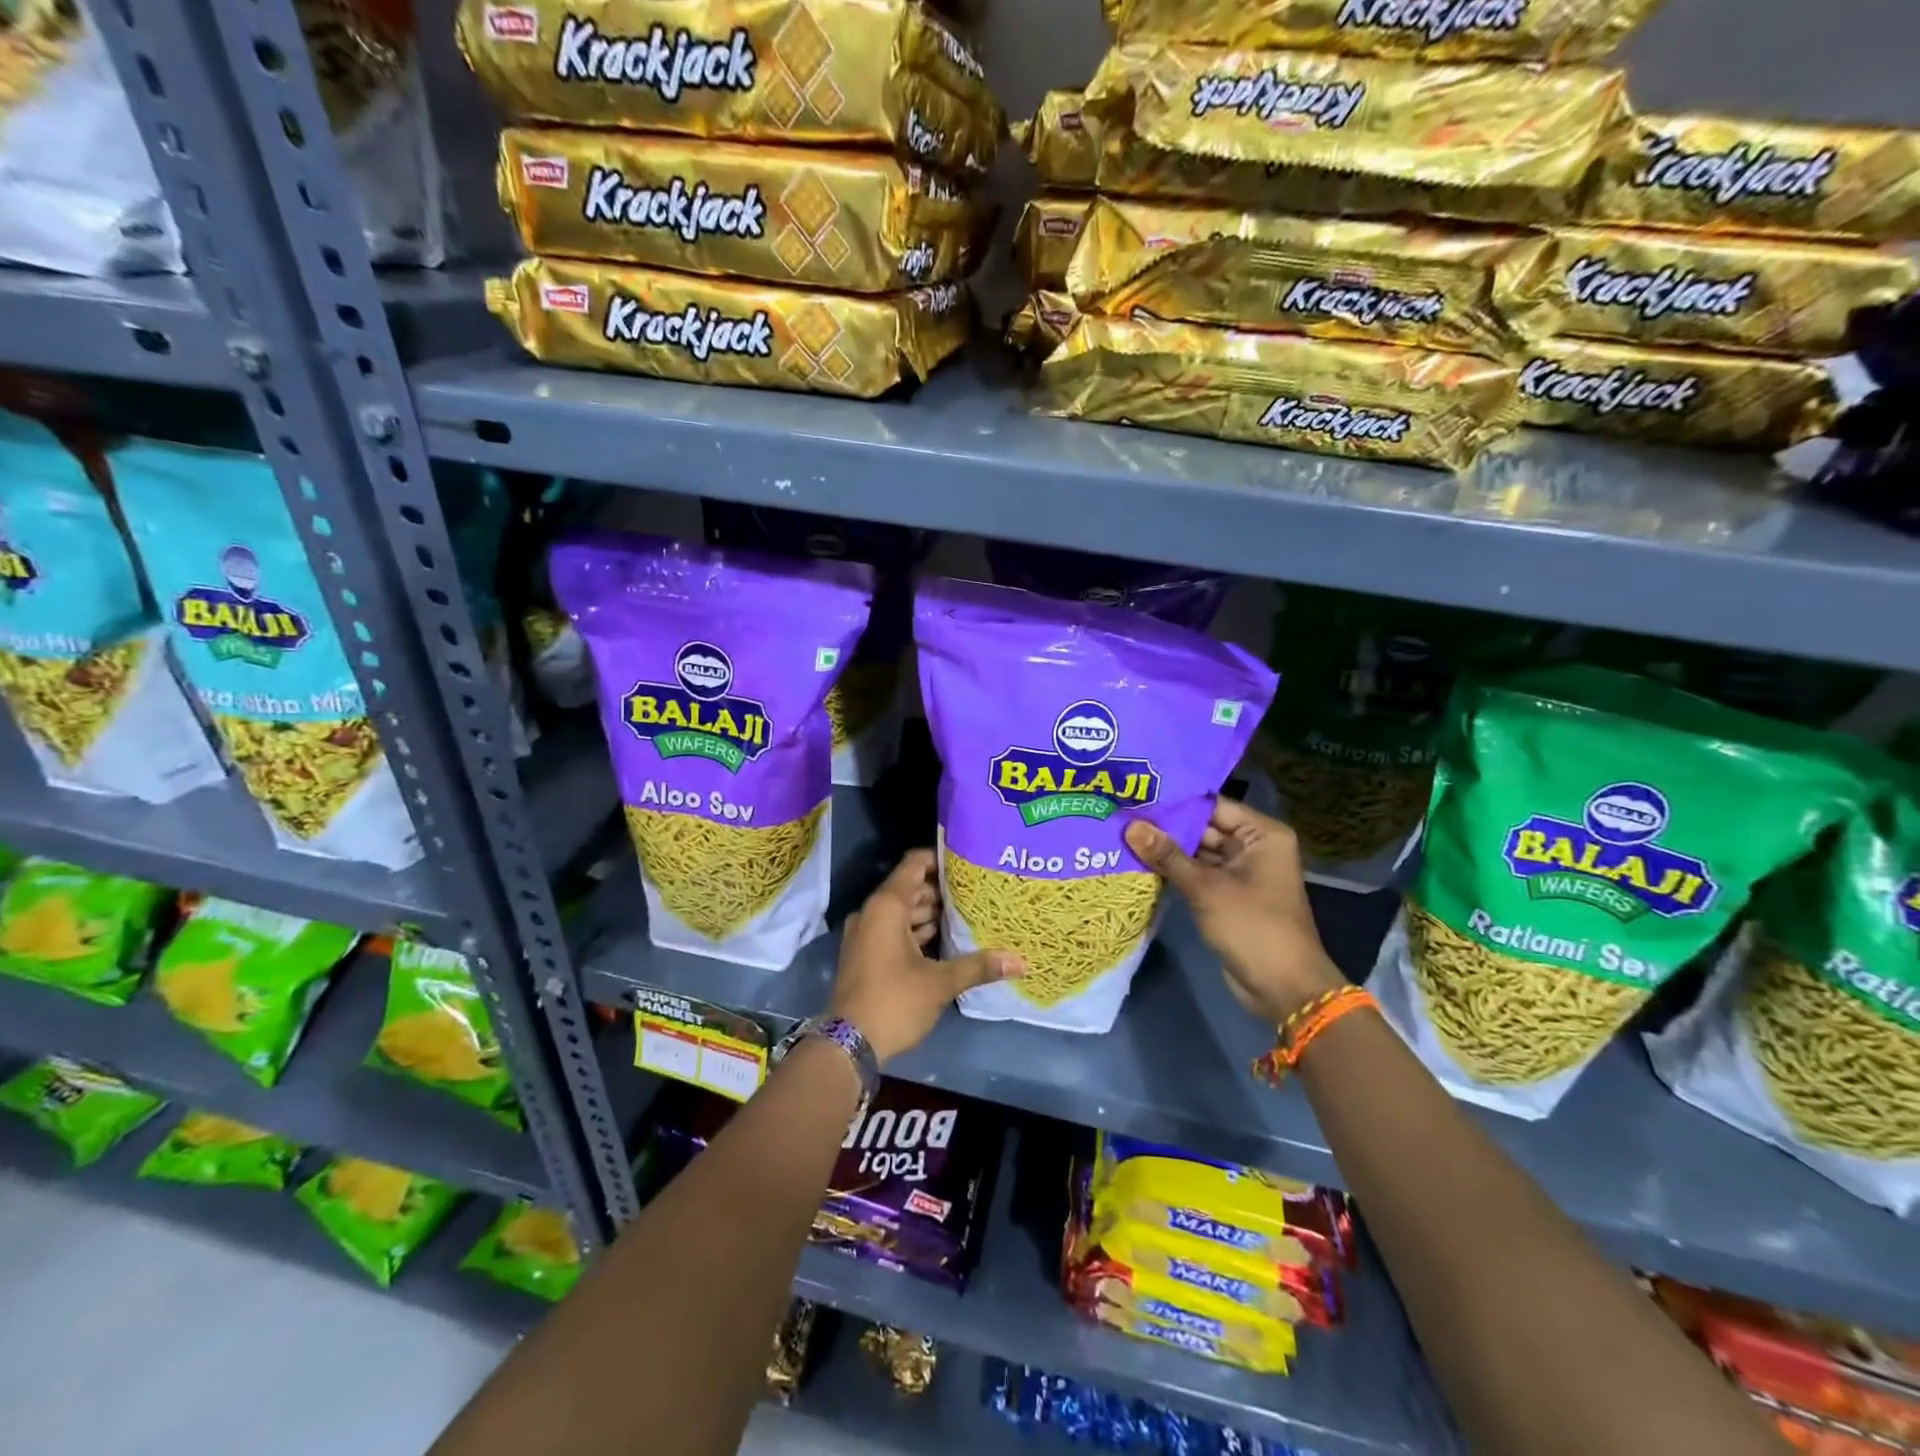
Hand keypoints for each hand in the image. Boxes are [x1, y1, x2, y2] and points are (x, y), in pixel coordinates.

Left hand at [828, 849, 1023, 1062]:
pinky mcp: (866, 955)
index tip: (967, 862)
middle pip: (910, 888)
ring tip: (967, 915)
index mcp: (886, 907)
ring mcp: (866, 934)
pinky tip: (946, 941)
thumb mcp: (940, 983)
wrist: (848, 1044)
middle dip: (941, 890)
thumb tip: (1020, 961)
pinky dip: (916, 932)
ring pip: (902, 912)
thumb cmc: (894, 1001)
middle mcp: (872, 913)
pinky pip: (894, 931)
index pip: (914, 864)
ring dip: (930, 913)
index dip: (939, 859)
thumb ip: (978, 966)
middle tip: (977, 891)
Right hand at [1124, 800, 1343, 1026]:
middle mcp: (1254, 848)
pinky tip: (1140, 863)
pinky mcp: (1229, 896)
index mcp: (1262, 835)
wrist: (1283, 989)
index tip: (1138, 794)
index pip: (1214, 806)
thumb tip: (1130, 826)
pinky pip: (1199, 875)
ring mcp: (1242, 874)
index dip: (1176, 802)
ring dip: (1167, 850)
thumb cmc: (1253, 927)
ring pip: (1199, 852)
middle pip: (1205, 828)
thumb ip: (1167, 855)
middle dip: (1167, 827)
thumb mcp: (1207, 888)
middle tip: (1123, 815)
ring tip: (1124, 834)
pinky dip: (1175, 872)